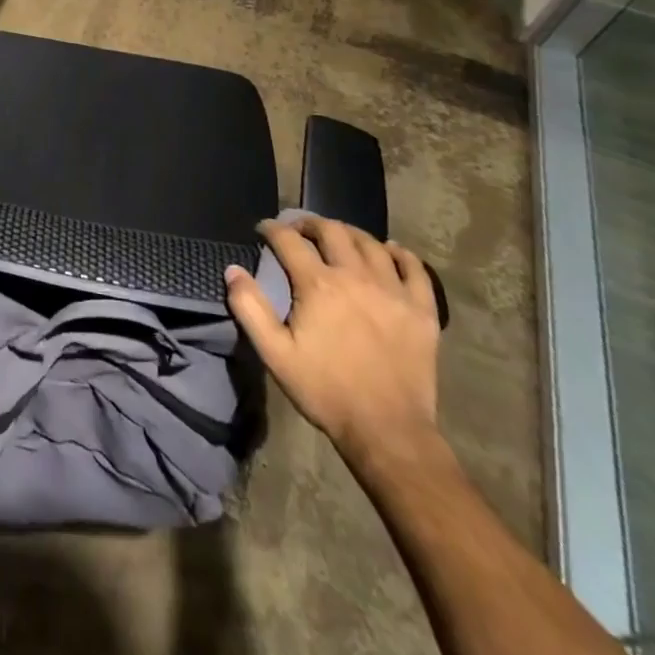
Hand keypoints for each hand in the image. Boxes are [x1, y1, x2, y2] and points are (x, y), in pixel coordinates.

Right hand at [225, 215, 440, 464]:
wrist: (388, 431)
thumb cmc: (325, 391)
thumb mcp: (275, 353)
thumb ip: (249, 307)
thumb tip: (233, 269)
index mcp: (319, 285)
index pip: (290, 240)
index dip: (272, 229)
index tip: (263, 230)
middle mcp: (357, 277)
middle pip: (332, 231)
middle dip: (310, 223)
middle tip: (298, 230)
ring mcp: (394, 293)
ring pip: (371, 244)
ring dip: (349, 234)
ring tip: (338, 238)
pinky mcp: (422, 312)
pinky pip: (415, 270)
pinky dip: (401, 254)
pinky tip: (390, 252)